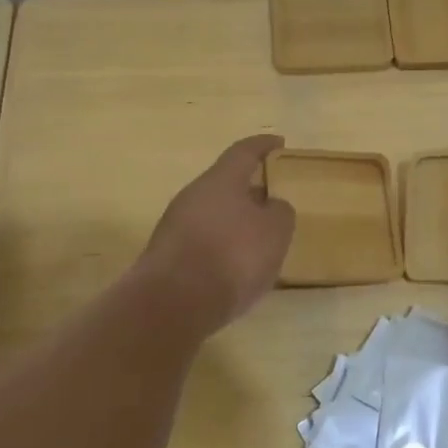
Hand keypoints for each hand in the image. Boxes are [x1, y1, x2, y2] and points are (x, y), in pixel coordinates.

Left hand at [139, 135, 294, 332]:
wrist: (173, 303)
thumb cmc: (232, 257)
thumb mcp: (275, 232)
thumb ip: (279, 212)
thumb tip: (271, 206)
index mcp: (220, 180)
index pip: (244, 151)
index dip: (263, 146)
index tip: (279, 144)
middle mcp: (193, 195)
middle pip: (225, 184)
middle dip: (249, 189)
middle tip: (272, 199)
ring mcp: (175, 225)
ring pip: (213, 213)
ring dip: (235, 221)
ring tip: (258, 238)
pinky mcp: (168, 255)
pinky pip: (202, 240)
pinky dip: (221, 246)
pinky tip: (235, 266)